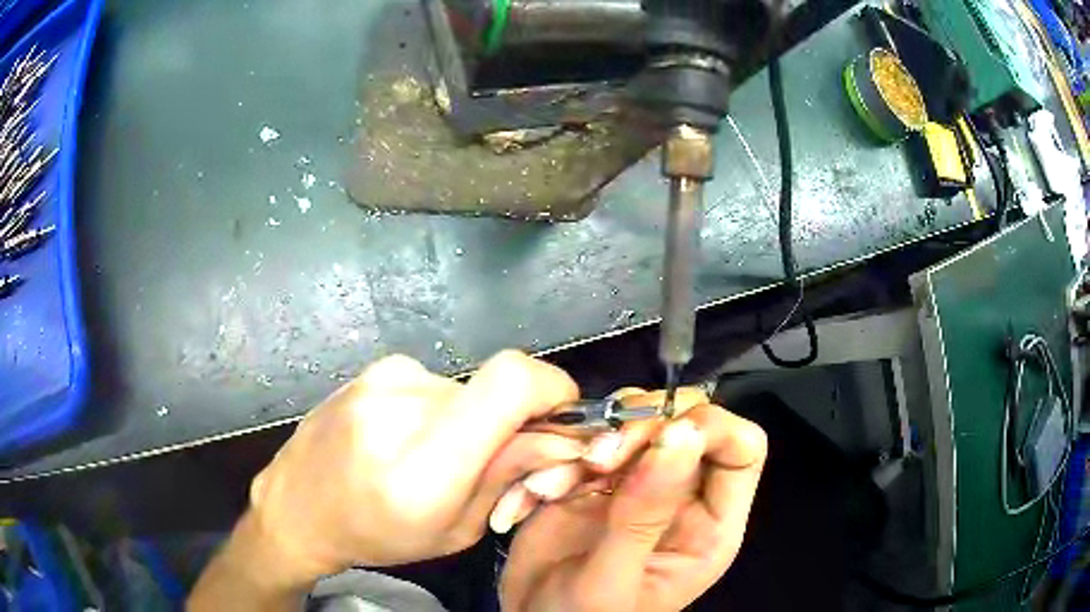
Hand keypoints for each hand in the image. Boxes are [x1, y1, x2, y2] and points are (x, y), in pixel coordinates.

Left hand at [242, 351, 580, 584]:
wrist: (295, 507)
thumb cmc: (376, 535)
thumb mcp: (453, 530)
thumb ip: (509, 477)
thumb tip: (560, 437)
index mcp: (424, 463)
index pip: (510, 384)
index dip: (552, 388)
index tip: (560, 416)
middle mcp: (402, 405)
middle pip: (496, 388)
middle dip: (514, 421)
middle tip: (493, 461)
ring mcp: (382, 378)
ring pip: (466, 388)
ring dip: (472, 418)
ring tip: (437, 455)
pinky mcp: (374, 368)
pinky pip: (436, 383)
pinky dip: (442, 409)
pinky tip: (408, 438)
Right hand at [499, 390, 766, 611]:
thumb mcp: (612, 579)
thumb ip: (644, 514)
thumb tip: (682, 433)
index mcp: (708, 525)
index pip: (741, 449)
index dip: (712, 429)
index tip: (660, 438)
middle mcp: (679, 496)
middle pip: (689, 421)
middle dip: (645, 426)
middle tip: (598, 459)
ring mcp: (635, 483)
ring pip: (638, 419)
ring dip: (599, 436)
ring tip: (561, 479)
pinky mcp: (593, 479)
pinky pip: (589, 437)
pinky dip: (563, 450)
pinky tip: (540, 488)